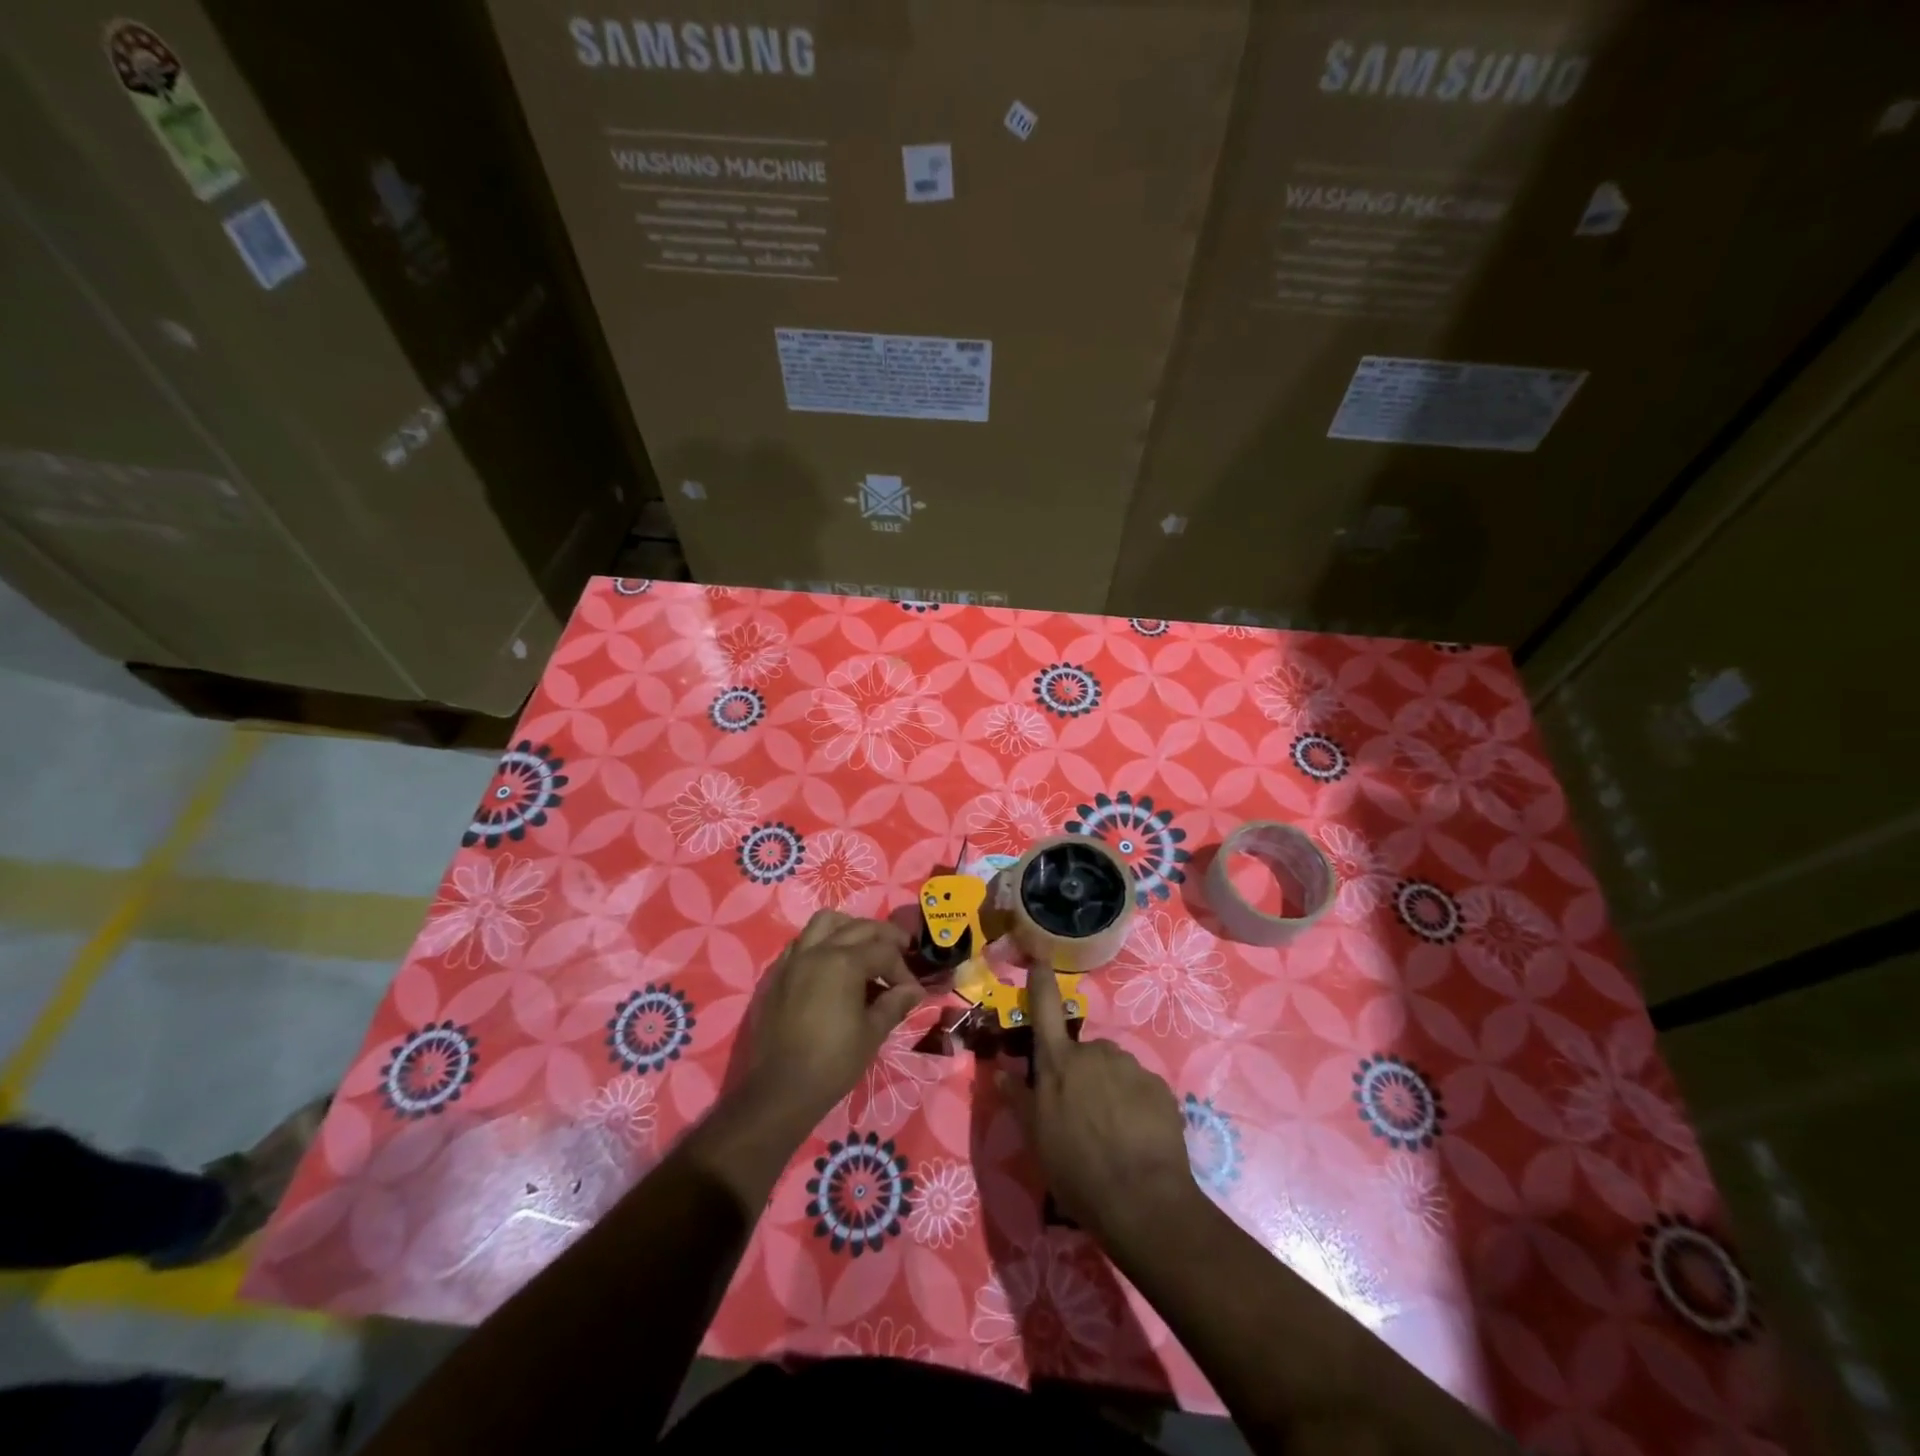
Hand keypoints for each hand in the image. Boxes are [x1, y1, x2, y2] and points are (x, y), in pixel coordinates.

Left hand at [737, 911, 923, 1131]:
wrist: (781, 1089)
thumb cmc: (833, 1062)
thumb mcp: (872, 1033)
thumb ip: (894, 1004)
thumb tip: (914, 990)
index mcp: (844, 962)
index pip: (884, 952)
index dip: (903, 970)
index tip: (912, 992)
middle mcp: (818, 950)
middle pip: (858, 928)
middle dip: (884, 938)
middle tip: (901, 952)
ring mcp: (794, 959)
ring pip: (825, 923)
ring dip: (849, 928)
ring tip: (864, 947)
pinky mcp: (778, 974)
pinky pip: (802, 942)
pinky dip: (821, 942)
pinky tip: (830, 965)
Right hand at [998, 964, 1205, 1252]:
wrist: (1142, 1201)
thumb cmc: (1076, 1169)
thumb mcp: (1036, 1139)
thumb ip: (1020, 1099)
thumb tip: (1003, 1072)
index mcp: (1059, 1062)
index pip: (1045, 1009)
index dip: (1041, 982)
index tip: (1039, 959)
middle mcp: (1095, 1053)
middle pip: (1084, 1052)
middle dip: (1082, 1073)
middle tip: (1082, 1116)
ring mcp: (1131, 1067)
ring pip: (1114, 1069)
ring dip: (1110, 1090)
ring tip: (1111, 1133)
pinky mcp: (1160, 1087)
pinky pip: (1141, 1089)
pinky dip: (1136, 1105)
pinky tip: (1136, 1138)